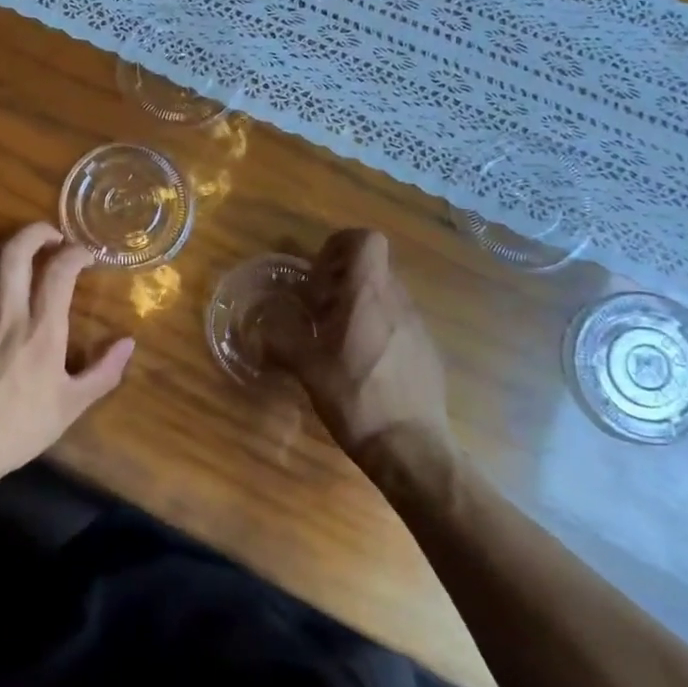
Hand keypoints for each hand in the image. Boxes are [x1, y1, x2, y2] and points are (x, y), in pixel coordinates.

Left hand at [0, 222, 133, 480]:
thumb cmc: (20, 427)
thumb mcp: (71, 406)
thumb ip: (104, 371)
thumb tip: (129, 343)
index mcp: (42, 330)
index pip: (59, 270)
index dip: (75, 252)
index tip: (86, 255)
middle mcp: (8, 314)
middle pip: (16, 251)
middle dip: (36, 232)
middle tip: (53, 237)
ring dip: (9, 247)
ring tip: (24, 253)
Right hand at [284, 230, 452, 461]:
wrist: (412, 447)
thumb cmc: (356, 398)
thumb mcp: (308, 369)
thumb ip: (282, 341)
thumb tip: (259, 329)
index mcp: (367, 294)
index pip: (366, 239)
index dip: (341, 245)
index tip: (320, 274)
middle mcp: (397, 300)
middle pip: (373, 266)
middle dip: (344, 279)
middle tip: (320, 309)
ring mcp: (417, 325)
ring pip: (386, 294)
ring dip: (361, 304)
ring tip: (339, 339)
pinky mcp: (427, 350)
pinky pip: (399, 322)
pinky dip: (379, 329)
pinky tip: (365, 365)